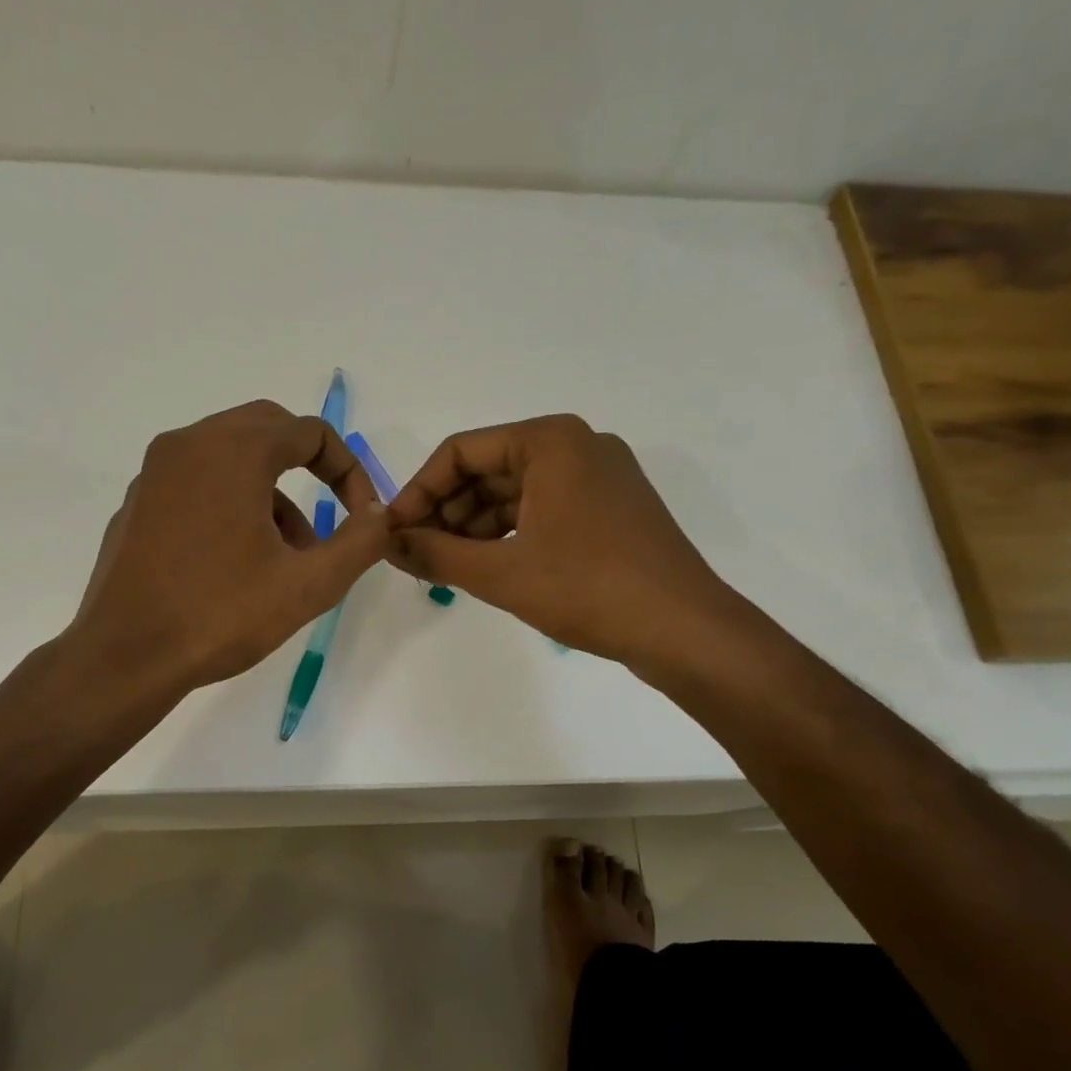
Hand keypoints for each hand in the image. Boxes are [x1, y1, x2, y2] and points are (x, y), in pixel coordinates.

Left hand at [67, 400, 391, 691]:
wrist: (124, 657)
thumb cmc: (220, 615)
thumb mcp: (309, 585)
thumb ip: (360, 542)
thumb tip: (379, 514)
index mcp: (233, 450)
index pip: (311, 432)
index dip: (350, 471)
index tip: (361, 517)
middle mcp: (190, 444)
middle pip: (268, 428)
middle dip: (310, 466)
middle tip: (332, 513)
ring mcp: (156, 471)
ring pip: (232, 454)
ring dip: (273, 489)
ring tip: (290, 553)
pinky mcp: (139, 501)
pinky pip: (199, 479)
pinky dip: (233, 499)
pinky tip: (239, 558)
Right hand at [387, 415, 729, 665]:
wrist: (684, 630)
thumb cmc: (588, 589)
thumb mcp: (500, 572)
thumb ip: (434, 552)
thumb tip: (386, 543)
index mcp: (550, 440)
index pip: (460, 452)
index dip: (418, 492)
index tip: (392, 532)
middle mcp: (577, 445)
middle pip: (488, 470)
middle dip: (446, 511)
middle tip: (413, 553)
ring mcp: (599, 477)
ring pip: (515, 493)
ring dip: (474, 527)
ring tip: (442, 566)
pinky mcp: (610, 509)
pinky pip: (543, 509)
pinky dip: (509, 535)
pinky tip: (484, 566)